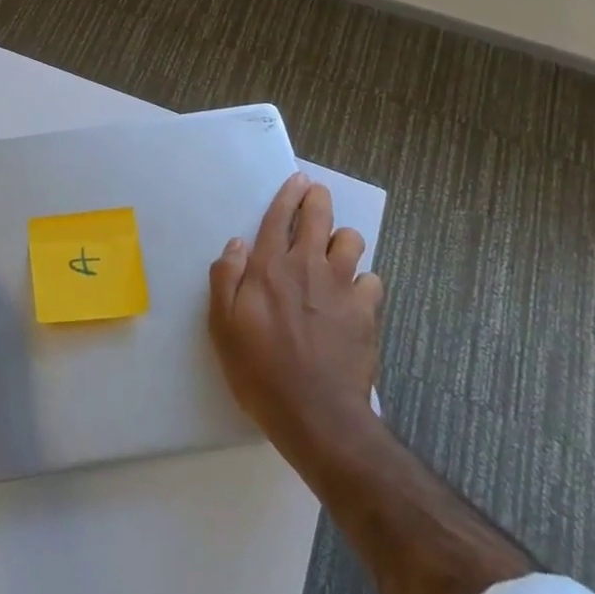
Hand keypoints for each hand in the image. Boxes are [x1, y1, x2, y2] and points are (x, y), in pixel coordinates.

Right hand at [209, 172, 381, 473]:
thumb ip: (225, 278)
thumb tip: (236, 245)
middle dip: (318, 199)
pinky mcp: (367, 312)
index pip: (279, 217)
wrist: (315, 414)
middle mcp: (307, 266)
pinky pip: (372, 281)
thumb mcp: (222, 326)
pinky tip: (354, 295)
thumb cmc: (259, 370)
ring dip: (342, 240)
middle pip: (319, 216)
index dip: (288, 194)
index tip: (298, 179)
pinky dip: (363, 282)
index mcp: (269, 267)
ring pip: (351, 241)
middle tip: (316, 195)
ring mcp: (341, 287)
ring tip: (335, 251)